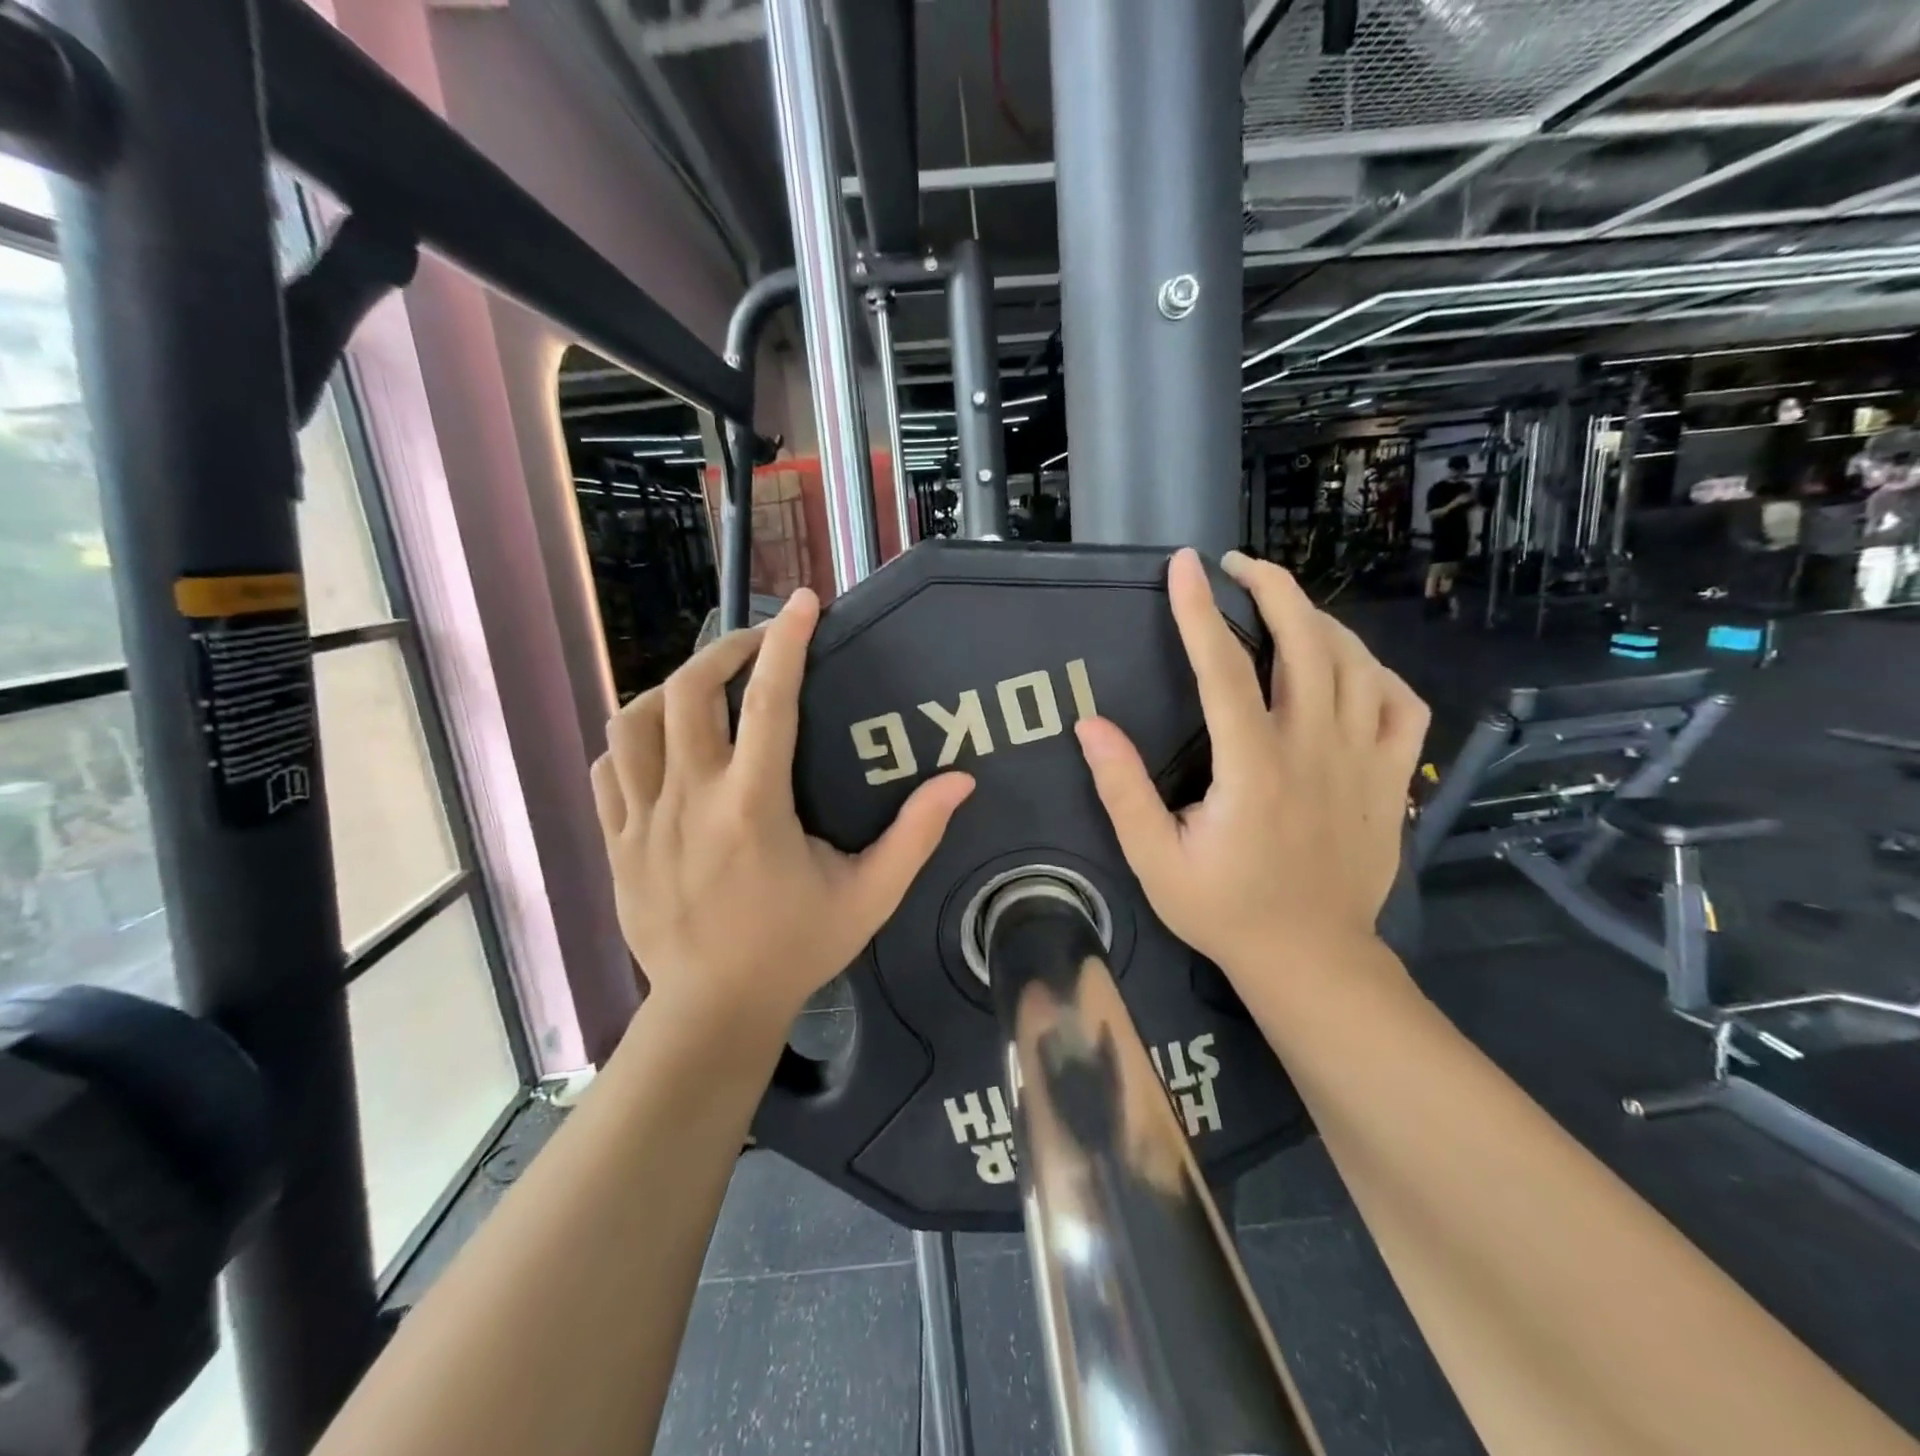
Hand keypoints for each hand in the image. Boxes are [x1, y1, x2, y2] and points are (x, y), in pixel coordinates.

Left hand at [590, 591, 974, 1033]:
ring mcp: (641, 821)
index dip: (788, 643)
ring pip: (634, 722)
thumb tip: (960, 781)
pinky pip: (608, 767)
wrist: (713, 1010)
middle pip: (688, 693)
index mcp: (753, 809)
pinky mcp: (615, 842)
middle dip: (725, 651)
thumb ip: (914, 836)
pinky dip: (633, 740)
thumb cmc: (795, 950)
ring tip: (708, 690)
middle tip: (758, 645)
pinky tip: (663, 746)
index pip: (770, 704)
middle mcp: (690, 802)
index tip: (804, 602)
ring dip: (672, 689)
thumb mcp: (869, 897)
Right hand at [1075, 549, 1427, 977]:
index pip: (1223, 668)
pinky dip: (1377, 672)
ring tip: (1283, 606)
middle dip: (1272, 588)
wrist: (1311, 959)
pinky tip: (1349, 668)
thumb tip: (1090, 724)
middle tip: (1238, 565)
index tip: (1184, 566)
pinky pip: (1402, 705)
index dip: (1199, 610)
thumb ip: (1122, 790)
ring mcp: (1364, 763)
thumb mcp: (1154, 859)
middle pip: (1306, 643)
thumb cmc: (1225, 910)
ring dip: (1318, 620)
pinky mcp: (1393, 780)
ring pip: (1357, 663)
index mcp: (1253, 768)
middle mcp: (1315, 751)